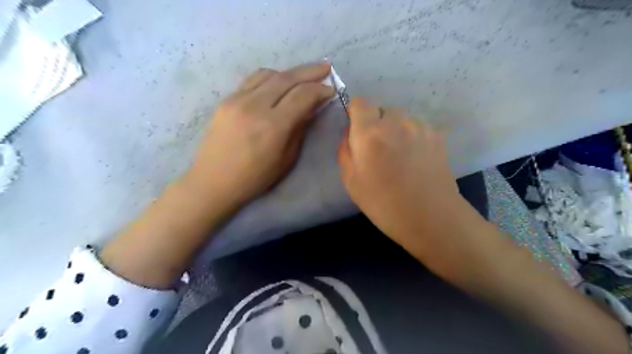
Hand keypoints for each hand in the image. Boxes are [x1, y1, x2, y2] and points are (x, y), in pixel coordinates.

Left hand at [184, 62, 334, 206]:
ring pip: (269, 74)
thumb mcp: (286, 159)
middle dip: (310, 71)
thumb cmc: (254, 178)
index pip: (302, 96)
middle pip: (287, 78)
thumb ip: (299, 129)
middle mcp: (255, 106)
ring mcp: (237, 100)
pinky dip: (271, 77)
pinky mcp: (226, 100)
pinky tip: (279, 82)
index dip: (320, 90)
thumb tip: (311, 108)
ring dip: (290, 72)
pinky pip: (253, 80)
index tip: (331, 90)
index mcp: (273, 126)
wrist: (213, 181)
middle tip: (325, 67)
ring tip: (303, 75)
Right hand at [339, 96, 462, 236]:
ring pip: (402, 119)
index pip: (360, 102)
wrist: (430, 217)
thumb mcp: (350, 181)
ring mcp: (420, 127)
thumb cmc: (383, 204)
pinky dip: (413, 137)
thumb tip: (350, 134)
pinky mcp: (437, 135)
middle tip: (379, 150)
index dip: (356, 113)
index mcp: (369, 133)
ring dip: (397, 131)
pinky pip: (418, 128)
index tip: (358, 130)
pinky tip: (416, 159)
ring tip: (401, 157)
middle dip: (377, 125)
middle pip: (382, 110)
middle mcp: (395, 122)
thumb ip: (345, 151)